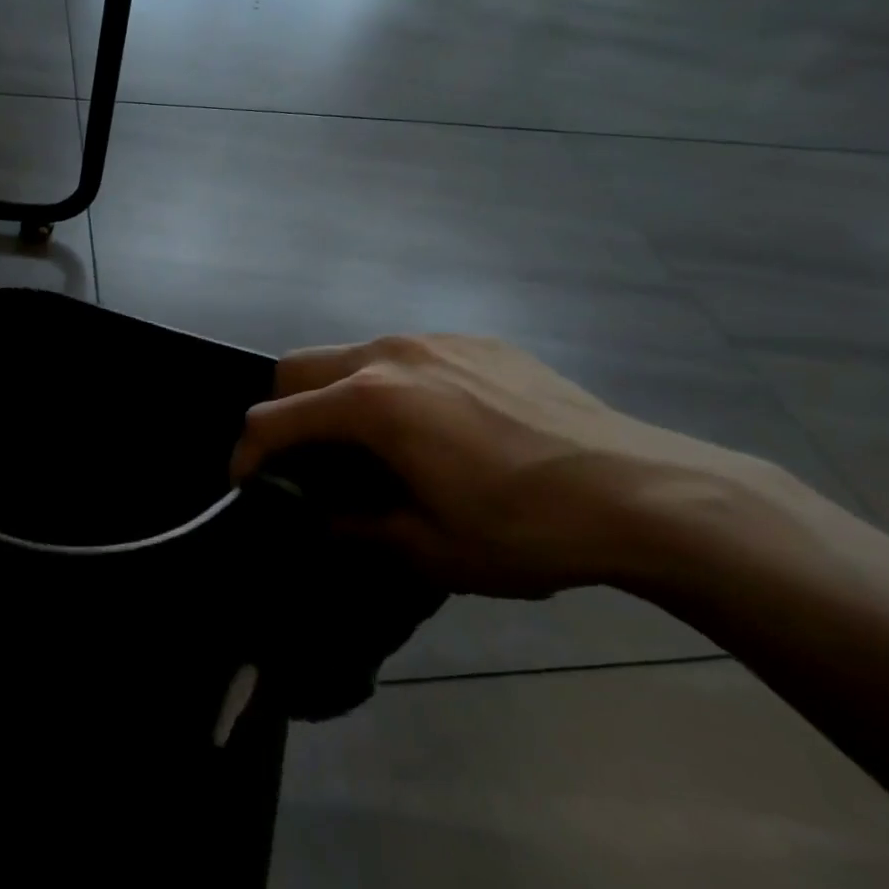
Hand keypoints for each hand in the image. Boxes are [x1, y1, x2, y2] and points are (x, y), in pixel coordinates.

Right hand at [230, 334, 783, 598]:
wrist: (642, 490)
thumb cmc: (524, 527)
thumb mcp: (429, 549)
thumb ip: (355, 527)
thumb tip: (321, 516)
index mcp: (371, 403)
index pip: (276, 417)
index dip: (248, 452)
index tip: (247, 483)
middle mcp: (391, 355)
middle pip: (300, 366)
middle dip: (285, 411)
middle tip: (308, 462)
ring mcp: (436, 340)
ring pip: (353, 355)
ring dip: (340, 396)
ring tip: (377, 447)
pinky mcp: (477, 341)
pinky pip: (409, 355)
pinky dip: (394, 385)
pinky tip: (440, 427)